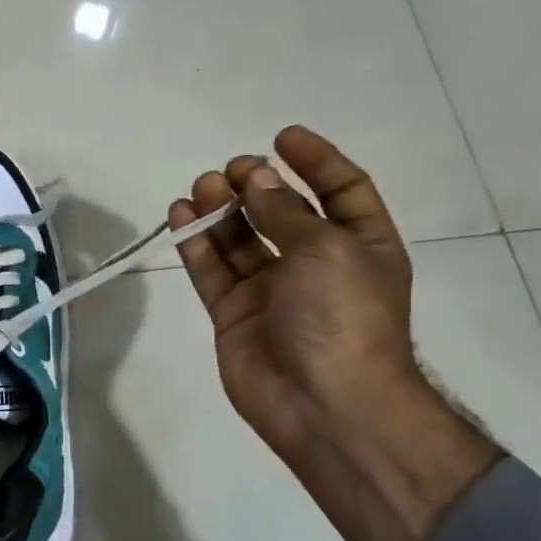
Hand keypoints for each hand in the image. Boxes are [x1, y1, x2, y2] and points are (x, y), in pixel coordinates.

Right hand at [169, 125, 418, 459]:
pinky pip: (211, 270)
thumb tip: (256, 178)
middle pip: (281, 213)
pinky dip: (196, 243)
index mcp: (360, 246)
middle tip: (229, 171)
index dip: (316, 162)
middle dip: (257, 186)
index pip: (342, 191)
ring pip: (240, 240)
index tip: (282, 137)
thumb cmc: (342, 317)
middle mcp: (315, 264)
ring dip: (221, 211)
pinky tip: (180, 215)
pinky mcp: (232, 313)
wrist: (323, 403)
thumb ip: (285, 212)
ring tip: (200, 187)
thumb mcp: (327, 250)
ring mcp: (271, 291)